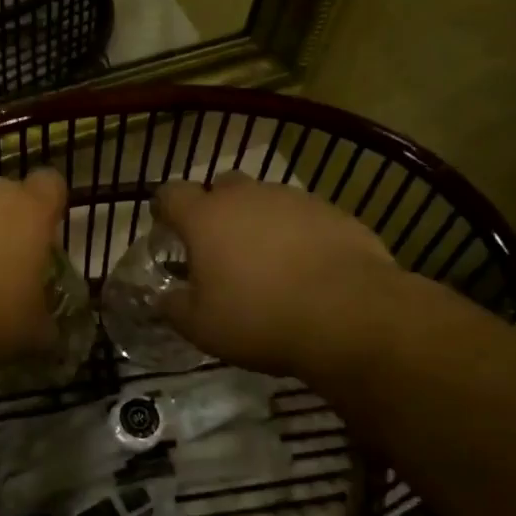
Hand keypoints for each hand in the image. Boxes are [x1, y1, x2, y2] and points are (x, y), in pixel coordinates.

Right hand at [153, 172, 398, 377]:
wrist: (351, 313)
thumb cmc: (261, 318)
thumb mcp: (202, 328)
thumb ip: (175, 307)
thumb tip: (165, 297)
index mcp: (206, 217)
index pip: (171, 194)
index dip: (164, 208)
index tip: (165, 225)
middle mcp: (247, 196)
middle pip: (221, 187)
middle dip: (216, 210)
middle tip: (220, 247)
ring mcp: (293, 199)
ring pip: (265, 200)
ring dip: (259, 222)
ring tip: (268, 262)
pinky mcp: (332, 211)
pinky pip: (303, 216)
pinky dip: (297, 234)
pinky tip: (307, 267)